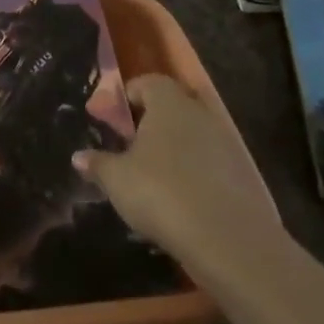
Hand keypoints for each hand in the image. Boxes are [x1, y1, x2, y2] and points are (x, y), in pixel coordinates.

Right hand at [74, 74, 283, 276]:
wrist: (229, 240)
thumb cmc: (161, 193)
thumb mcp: (116, 179)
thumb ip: (97, 163)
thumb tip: (79, 157)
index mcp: (169, 104)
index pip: (147, 82)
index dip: (126, 97)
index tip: (111, 121)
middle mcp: (201, 114)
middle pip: (172, 107)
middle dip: (150, 123)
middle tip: (129, 148)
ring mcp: (227, 143)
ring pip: (193, 135)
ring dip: (174, 149)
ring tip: (152, 177)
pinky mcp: (244, 174)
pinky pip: (210, 162)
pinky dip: (194, 172)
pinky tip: (180, 199)